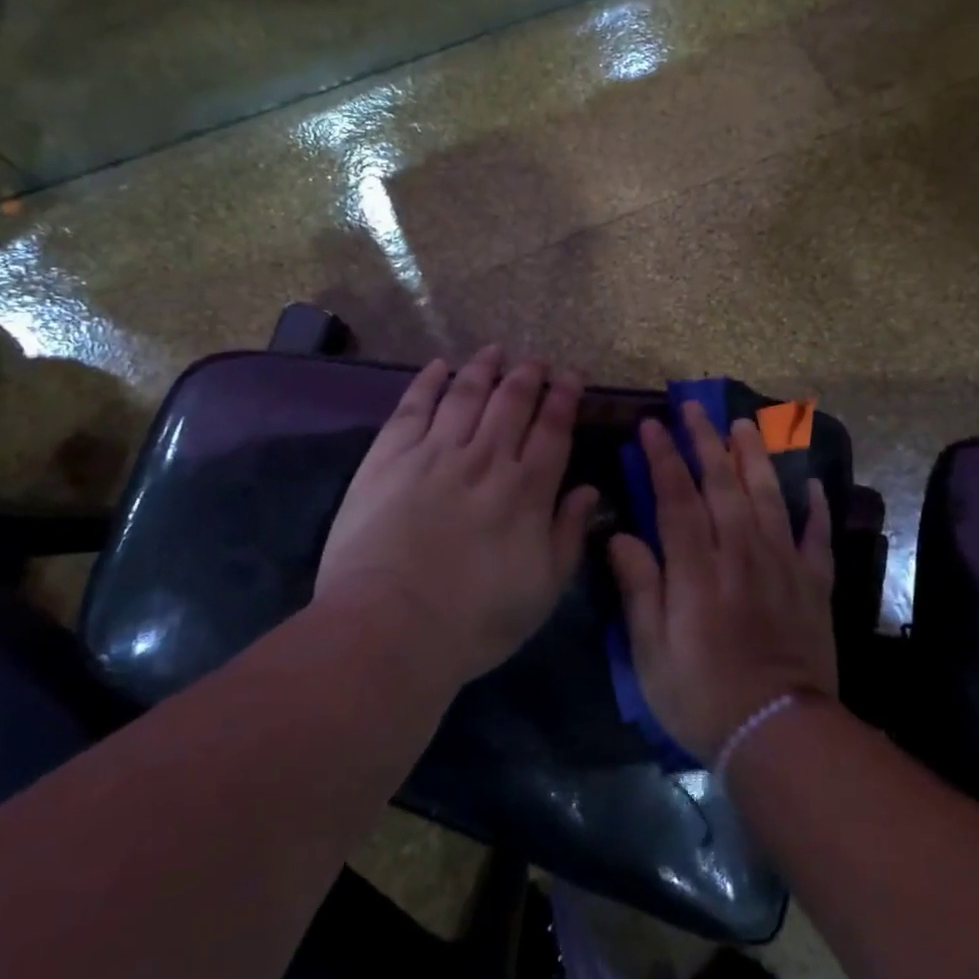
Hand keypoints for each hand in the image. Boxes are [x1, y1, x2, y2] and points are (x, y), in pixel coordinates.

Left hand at [316, 345, 599, 683]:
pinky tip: (438, 367)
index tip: (572, 376)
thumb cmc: (474, 621)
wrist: (389, 626)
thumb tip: (589, 490)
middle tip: (537, 360)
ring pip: (466, 394)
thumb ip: (569, 535)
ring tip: (495, 351)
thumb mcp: (543, 590)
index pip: (553, 429)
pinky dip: (428, 381)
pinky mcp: (389, 457)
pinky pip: (414, 406)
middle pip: (512, 401)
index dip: (565, 398)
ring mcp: (435, 452)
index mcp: (526, 490)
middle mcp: (486, 459)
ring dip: (484, 368)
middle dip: (529, 375)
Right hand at [609, 402, 835, 762]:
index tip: (650, 425)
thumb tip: (619, 534)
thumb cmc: (702, 695)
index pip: (676, 498)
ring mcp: (782, 565)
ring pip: (768, 497)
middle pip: (722, 485)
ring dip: (754, 457)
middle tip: (693, 408)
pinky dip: (816, 508)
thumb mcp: (651, 652)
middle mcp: (740, 554)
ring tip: (745, 424)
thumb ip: (639, 588)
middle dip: (705, 442)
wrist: (779, 734)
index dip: (662, 458)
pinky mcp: (813, 584)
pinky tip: (811, 484)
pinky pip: (816, 536)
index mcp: (697, 569)